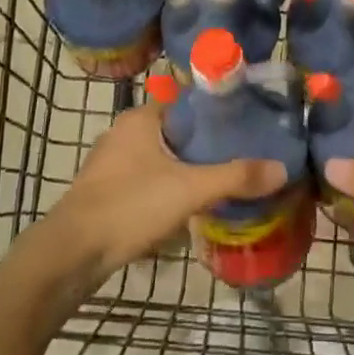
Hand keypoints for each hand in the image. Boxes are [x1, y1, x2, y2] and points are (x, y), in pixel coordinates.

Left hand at [45, 93, 287, 290]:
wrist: (71, 254)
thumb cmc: (129, 206)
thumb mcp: (189, 189)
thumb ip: (235, 177)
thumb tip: (281, 168)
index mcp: (141, 117)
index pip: (187, 100)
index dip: (217, 110)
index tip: (246, 121)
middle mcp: (124, 131)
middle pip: (176, 128)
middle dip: (205, 142)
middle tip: (241, 153)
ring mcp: (110, 161)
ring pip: (160, 155)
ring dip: (185, 165)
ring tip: (221, 179)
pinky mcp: (104, 189)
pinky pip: (146, 177)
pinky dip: (167, 184)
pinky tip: (185, 204)